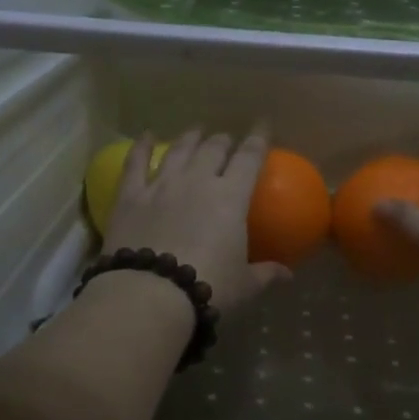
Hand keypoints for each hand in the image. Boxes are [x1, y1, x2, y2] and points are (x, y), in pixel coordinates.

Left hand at [103, 128, 290, 316]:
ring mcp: (161, 185)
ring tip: (196, 131)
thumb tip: (288, 275)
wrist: (151, 293)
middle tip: (226, 140)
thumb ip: (266, 274)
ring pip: (178, 150)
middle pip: (213, 149)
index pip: (249, 158)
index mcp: (230, 197)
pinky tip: (146, 135)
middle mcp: (197, 180)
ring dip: (190, 138)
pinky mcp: (131, 196)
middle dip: (223, 141)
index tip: (262, 125)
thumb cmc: (208, 287)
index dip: (258, 139)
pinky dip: (141, 146)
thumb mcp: (244, 285)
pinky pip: (135, 163)